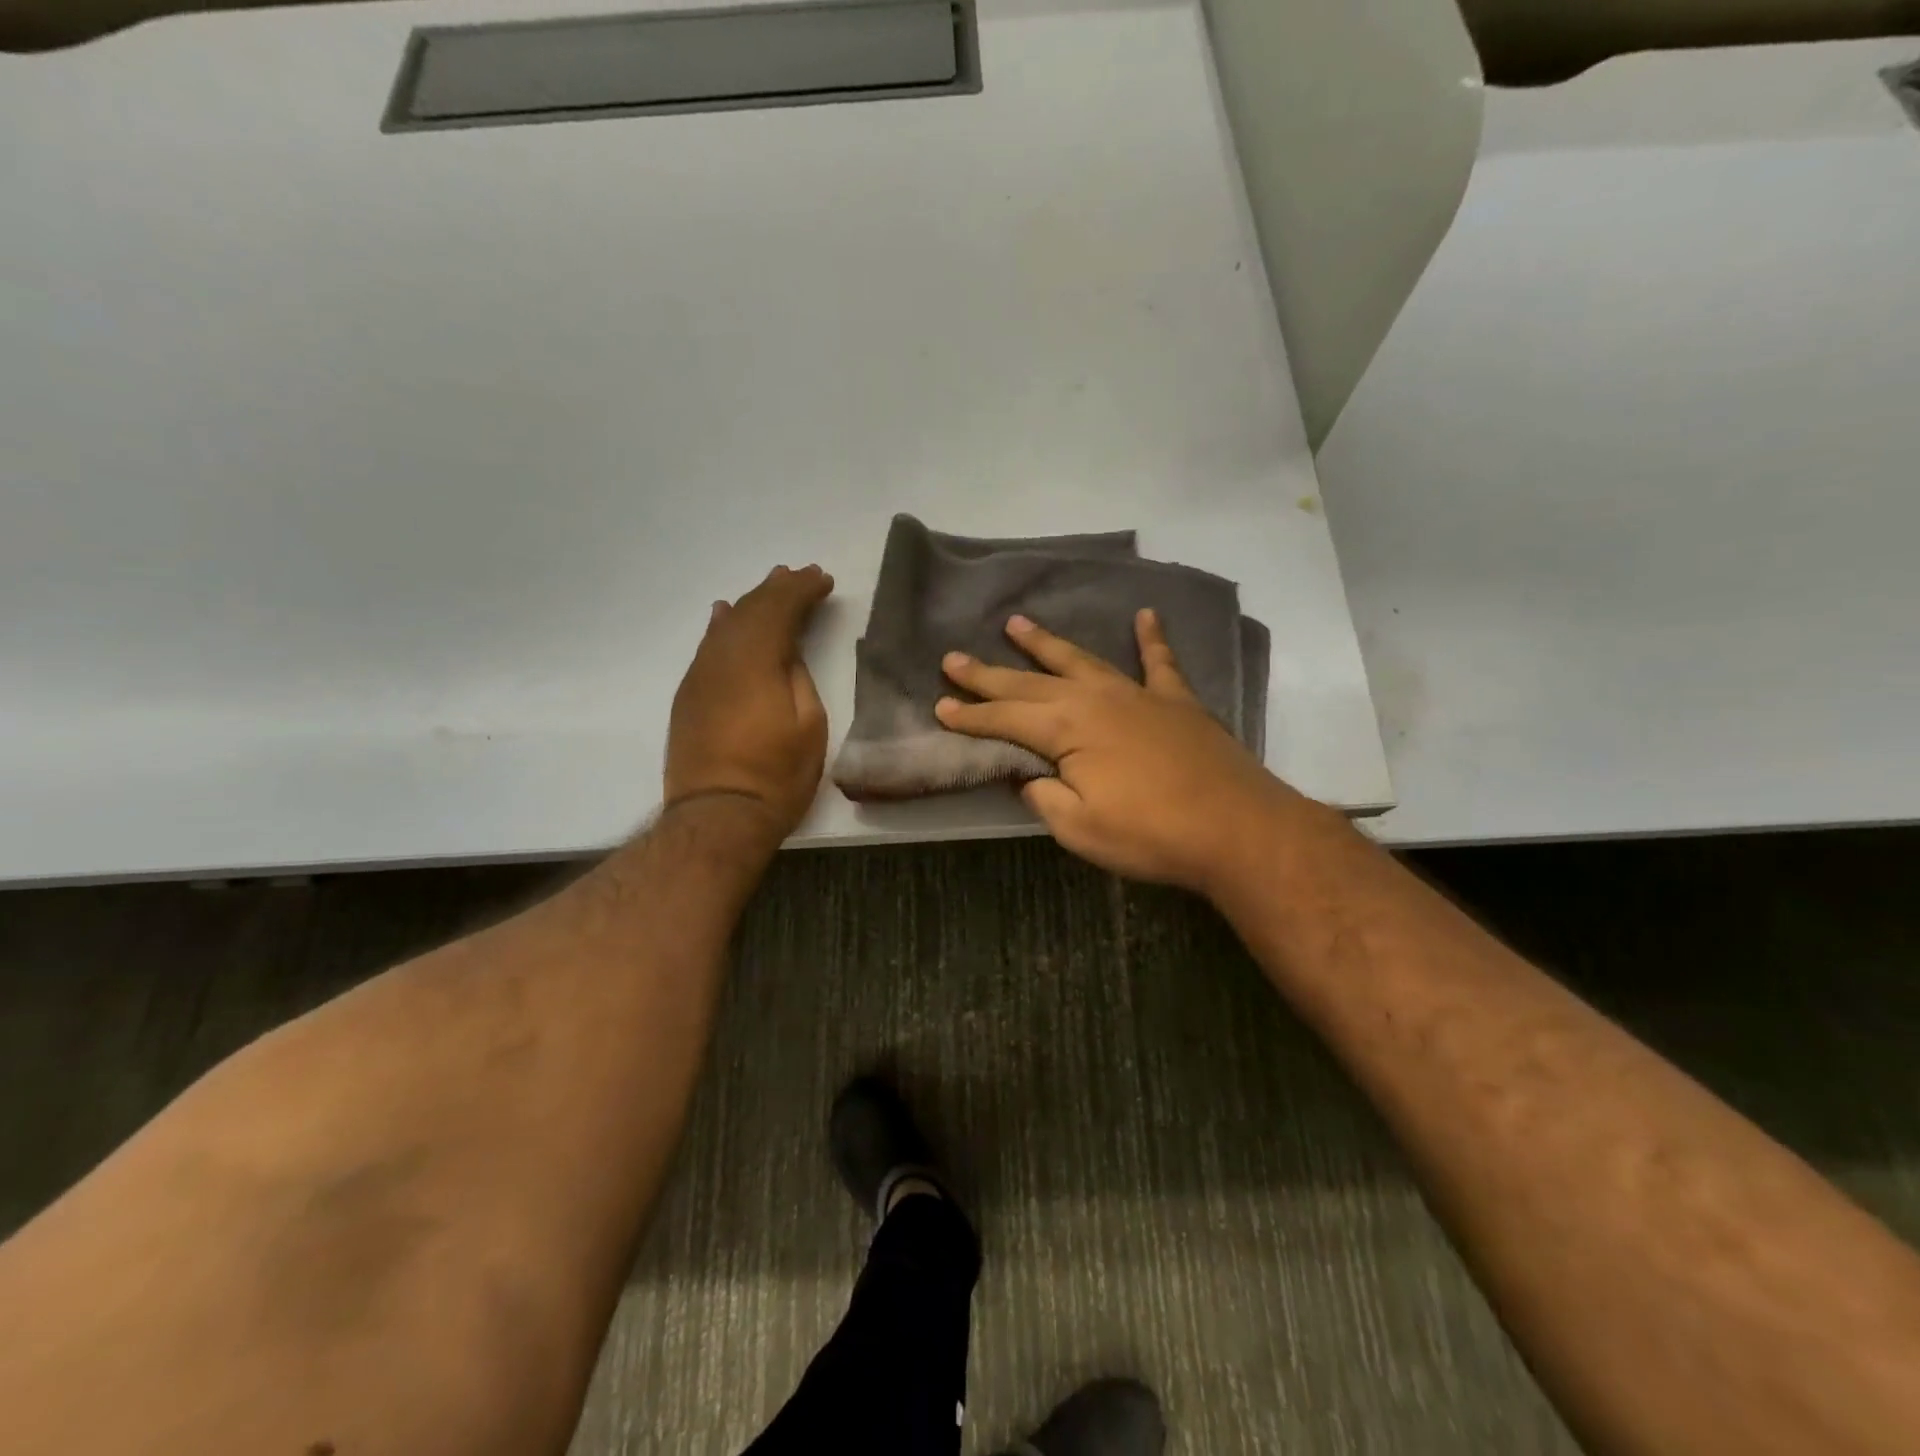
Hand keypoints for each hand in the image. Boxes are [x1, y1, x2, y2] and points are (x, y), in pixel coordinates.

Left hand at [665, 564, 833, 840]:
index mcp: (756, 661)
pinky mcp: (689, 696)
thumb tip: (785, 652)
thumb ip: (797, 677)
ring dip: (751, 603)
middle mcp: (722, 658)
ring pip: (726, 625)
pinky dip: (722, 626)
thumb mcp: (809, 725)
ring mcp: (700, 676)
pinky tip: (725, 615)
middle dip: (777, 589)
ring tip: (771, 586)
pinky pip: (708, 646)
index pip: (779, 609)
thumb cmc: (777, 775)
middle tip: (801, 575)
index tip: (824, 579)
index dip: (802, 590)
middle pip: (750, 610)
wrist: (718, 816)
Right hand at [936, 610, 1309, 894]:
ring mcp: (1138, 694)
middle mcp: (1095, 698)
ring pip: (1082, 660)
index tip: (940, 706)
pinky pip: (1159, 662)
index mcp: (1067, 729)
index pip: (1005, 718)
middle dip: (988, 673)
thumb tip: (1031, 777)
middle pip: (1031, 681)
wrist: (1236, 828)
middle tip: (953, 658)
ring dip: (1046, 643)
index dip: (970, 715)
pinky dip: (1151, 638)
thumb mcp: (1079, 828)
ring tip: (1016, 623)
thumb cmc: (1150, 833)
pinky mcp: (1176, 702)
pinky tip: (1146, 615)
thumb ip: (1045, 796)